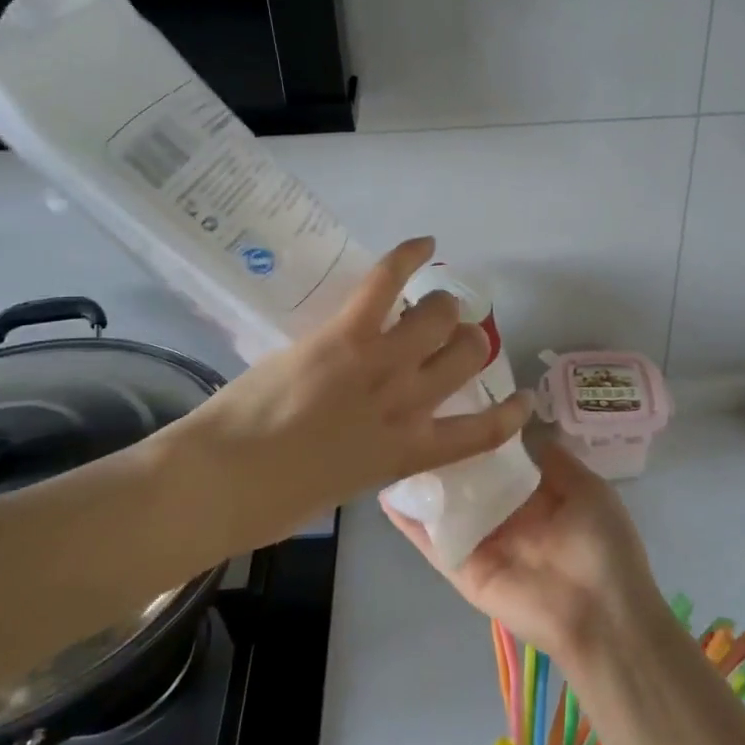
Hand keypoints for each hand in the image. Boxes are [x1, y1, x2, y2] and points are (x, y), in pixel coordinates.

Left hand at [168, 237, 532, 543]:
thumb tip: (373, 431)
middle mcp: (409, 404)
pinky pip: (387, 281)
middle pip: (468, 354)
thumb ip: (373, 453)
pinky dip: (409, 256)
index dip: (510, 413)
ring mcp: (380, 364)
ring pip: (440, 315)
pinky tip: (426, 244)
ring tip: (431, 302)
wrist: (223, 481)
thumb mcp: (344, 484)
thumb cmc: (275, 500)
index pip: (482, 433)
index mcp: (408, 452)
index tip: (521, 400)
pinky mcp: (346, 333)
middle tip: (447, 337)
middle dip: (467, 341)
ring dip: (442, 305)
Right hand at [385, 440, 663, 663]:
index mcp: (533, 494)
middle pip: (465, 478)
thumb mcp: (586, 488)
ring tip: (389, 443)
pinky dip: (410, 521)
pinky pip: (433, 541)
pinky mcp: (463, 569)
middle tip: (412, 414)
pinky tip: (387, 492)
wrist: (602, 613)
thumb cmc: (602, 544)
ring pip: (443, 506)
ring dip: (421, 481)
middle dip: (444, 451)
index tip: (453, 398)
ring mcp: (480, 541)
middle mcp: (502, 514)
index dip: (478, 430)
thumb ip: (551, 459)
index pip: (496, 457)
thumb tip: (519, 425)